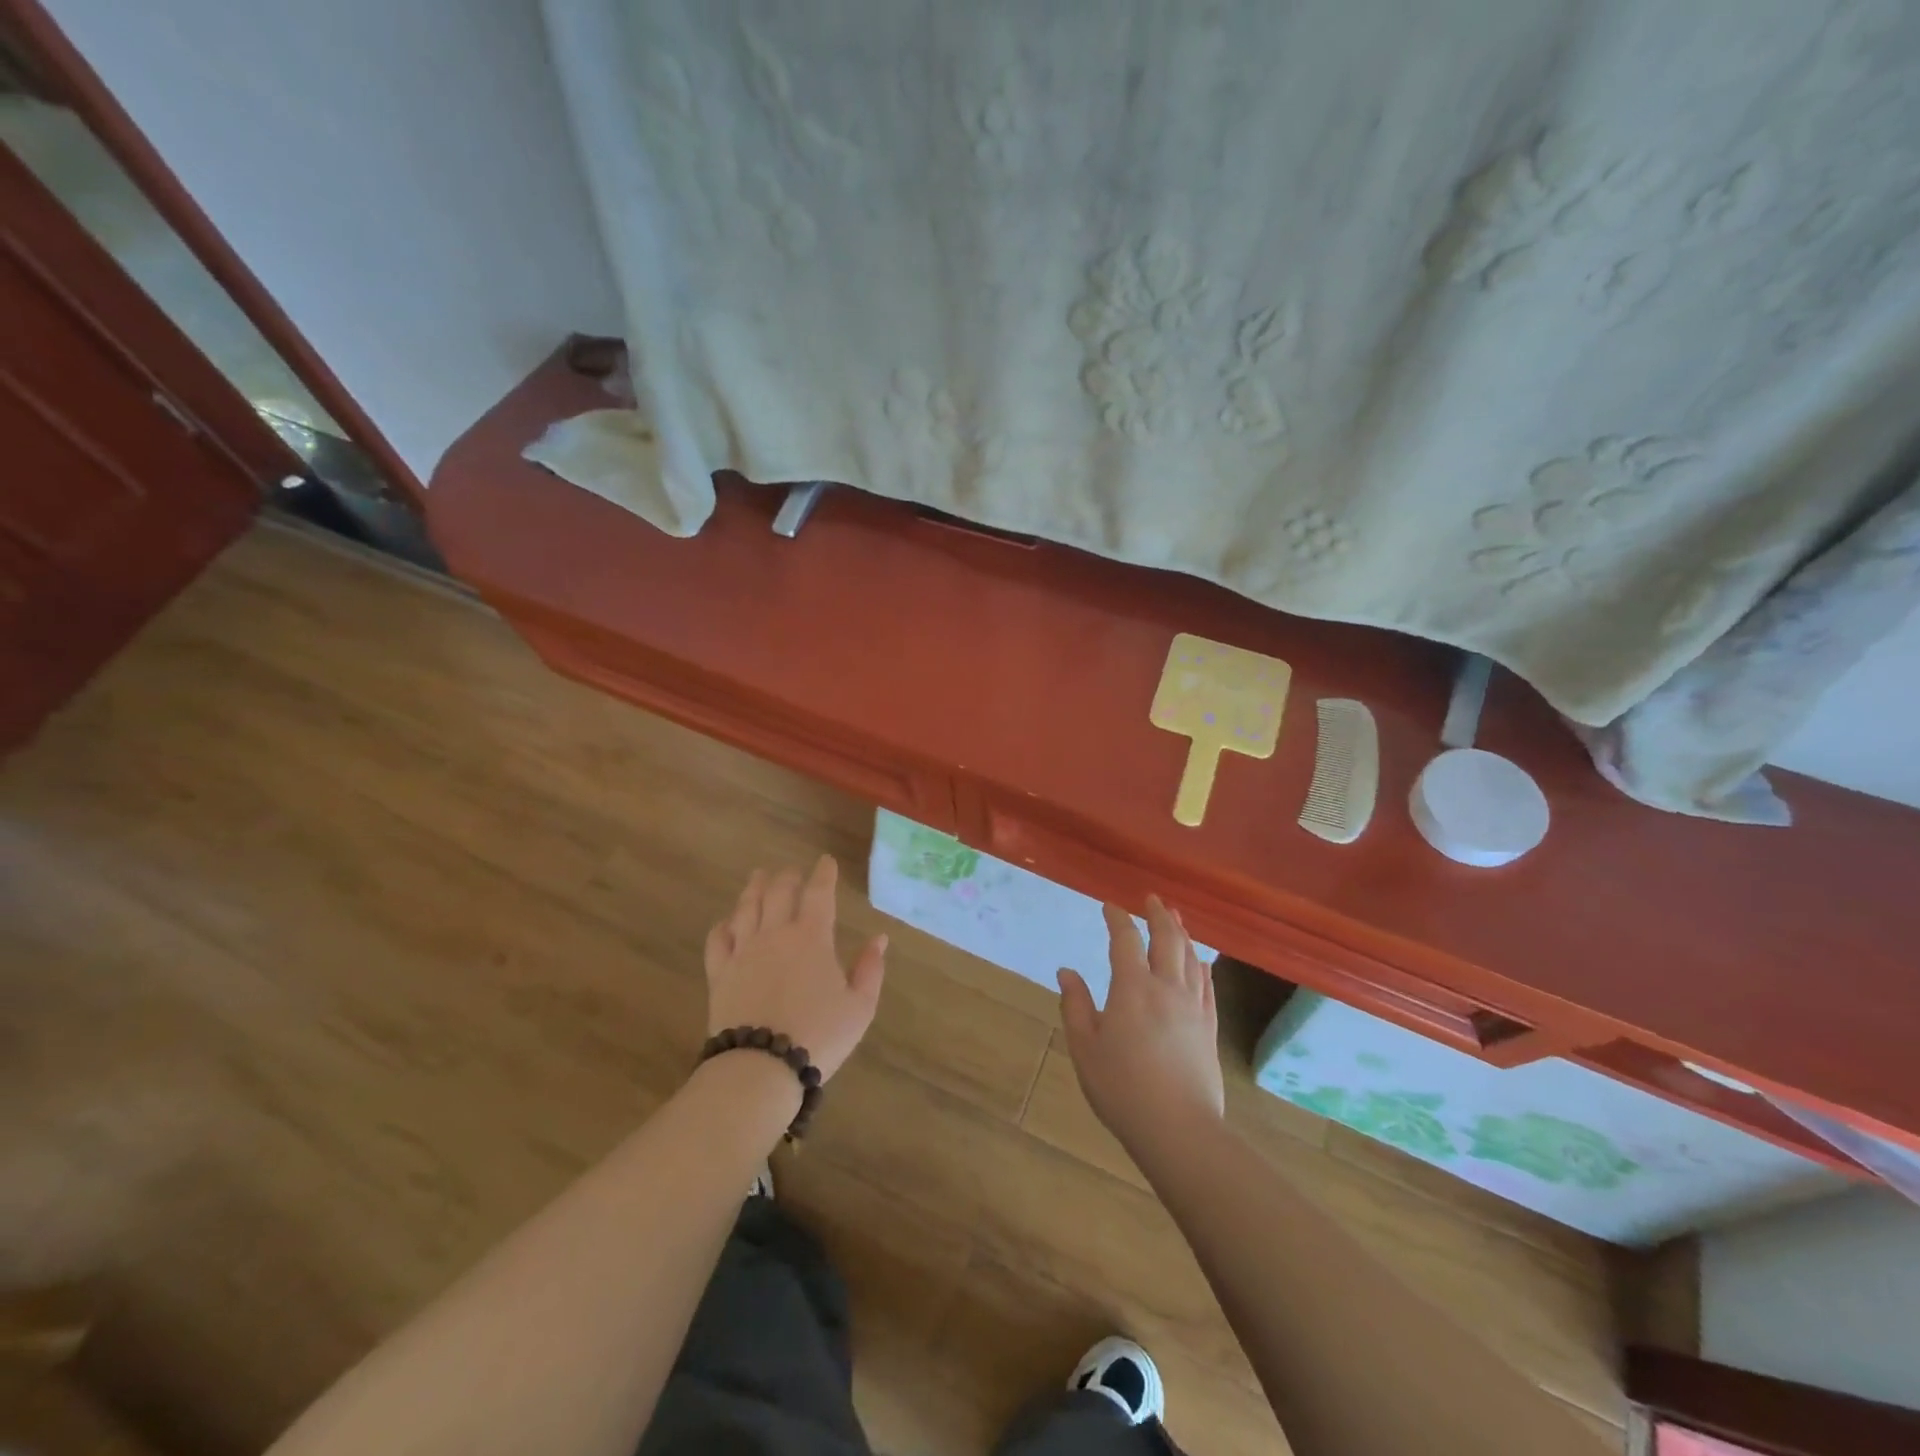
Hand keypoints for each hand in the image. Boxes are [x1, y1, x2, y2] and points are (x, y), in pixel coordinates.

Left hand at [704, 856, 886, 1080]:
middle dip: (787, 877)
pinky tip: (727, 922)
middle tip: (791, 871)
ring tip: (758, 877)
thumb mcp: (859, 1007)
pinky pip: (718, 940)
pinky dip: (723, 925)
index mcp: (812, 937)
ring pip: (746, 908)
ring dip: (754, 889)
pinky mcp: (720, 973)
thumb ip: (870, 969)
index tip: (825, 861)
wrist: (761, 1067)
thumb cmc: (819, 1035)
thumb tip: (879, 939)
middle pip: (778, 892)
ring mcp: (743, 952)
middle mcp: (775, 934)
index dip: (823, 874)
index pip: (818, 893)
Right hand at [1058, 896, 1224, 1155]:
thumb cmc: (1122, 1088)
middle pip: (1167, 938)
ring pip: (1190, 957)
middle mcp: (1166, 987)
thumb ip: (1075, 1005)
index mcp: (1132, 988)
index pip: (1125, 940)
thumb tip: (1066, 972)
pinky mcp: (1209, 1028)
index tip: (1109, 906)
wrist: (1178, 1130)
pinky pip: (1207, 985)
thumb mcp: (1085, 1048)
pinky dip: (1201, 966)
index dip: (1117, 918)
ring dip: (1182, 932)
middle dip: (1158, 914)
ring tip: (1176, 918)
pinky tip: (1201, 961)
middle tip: (1152, 898)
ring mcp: (1193, 1007)